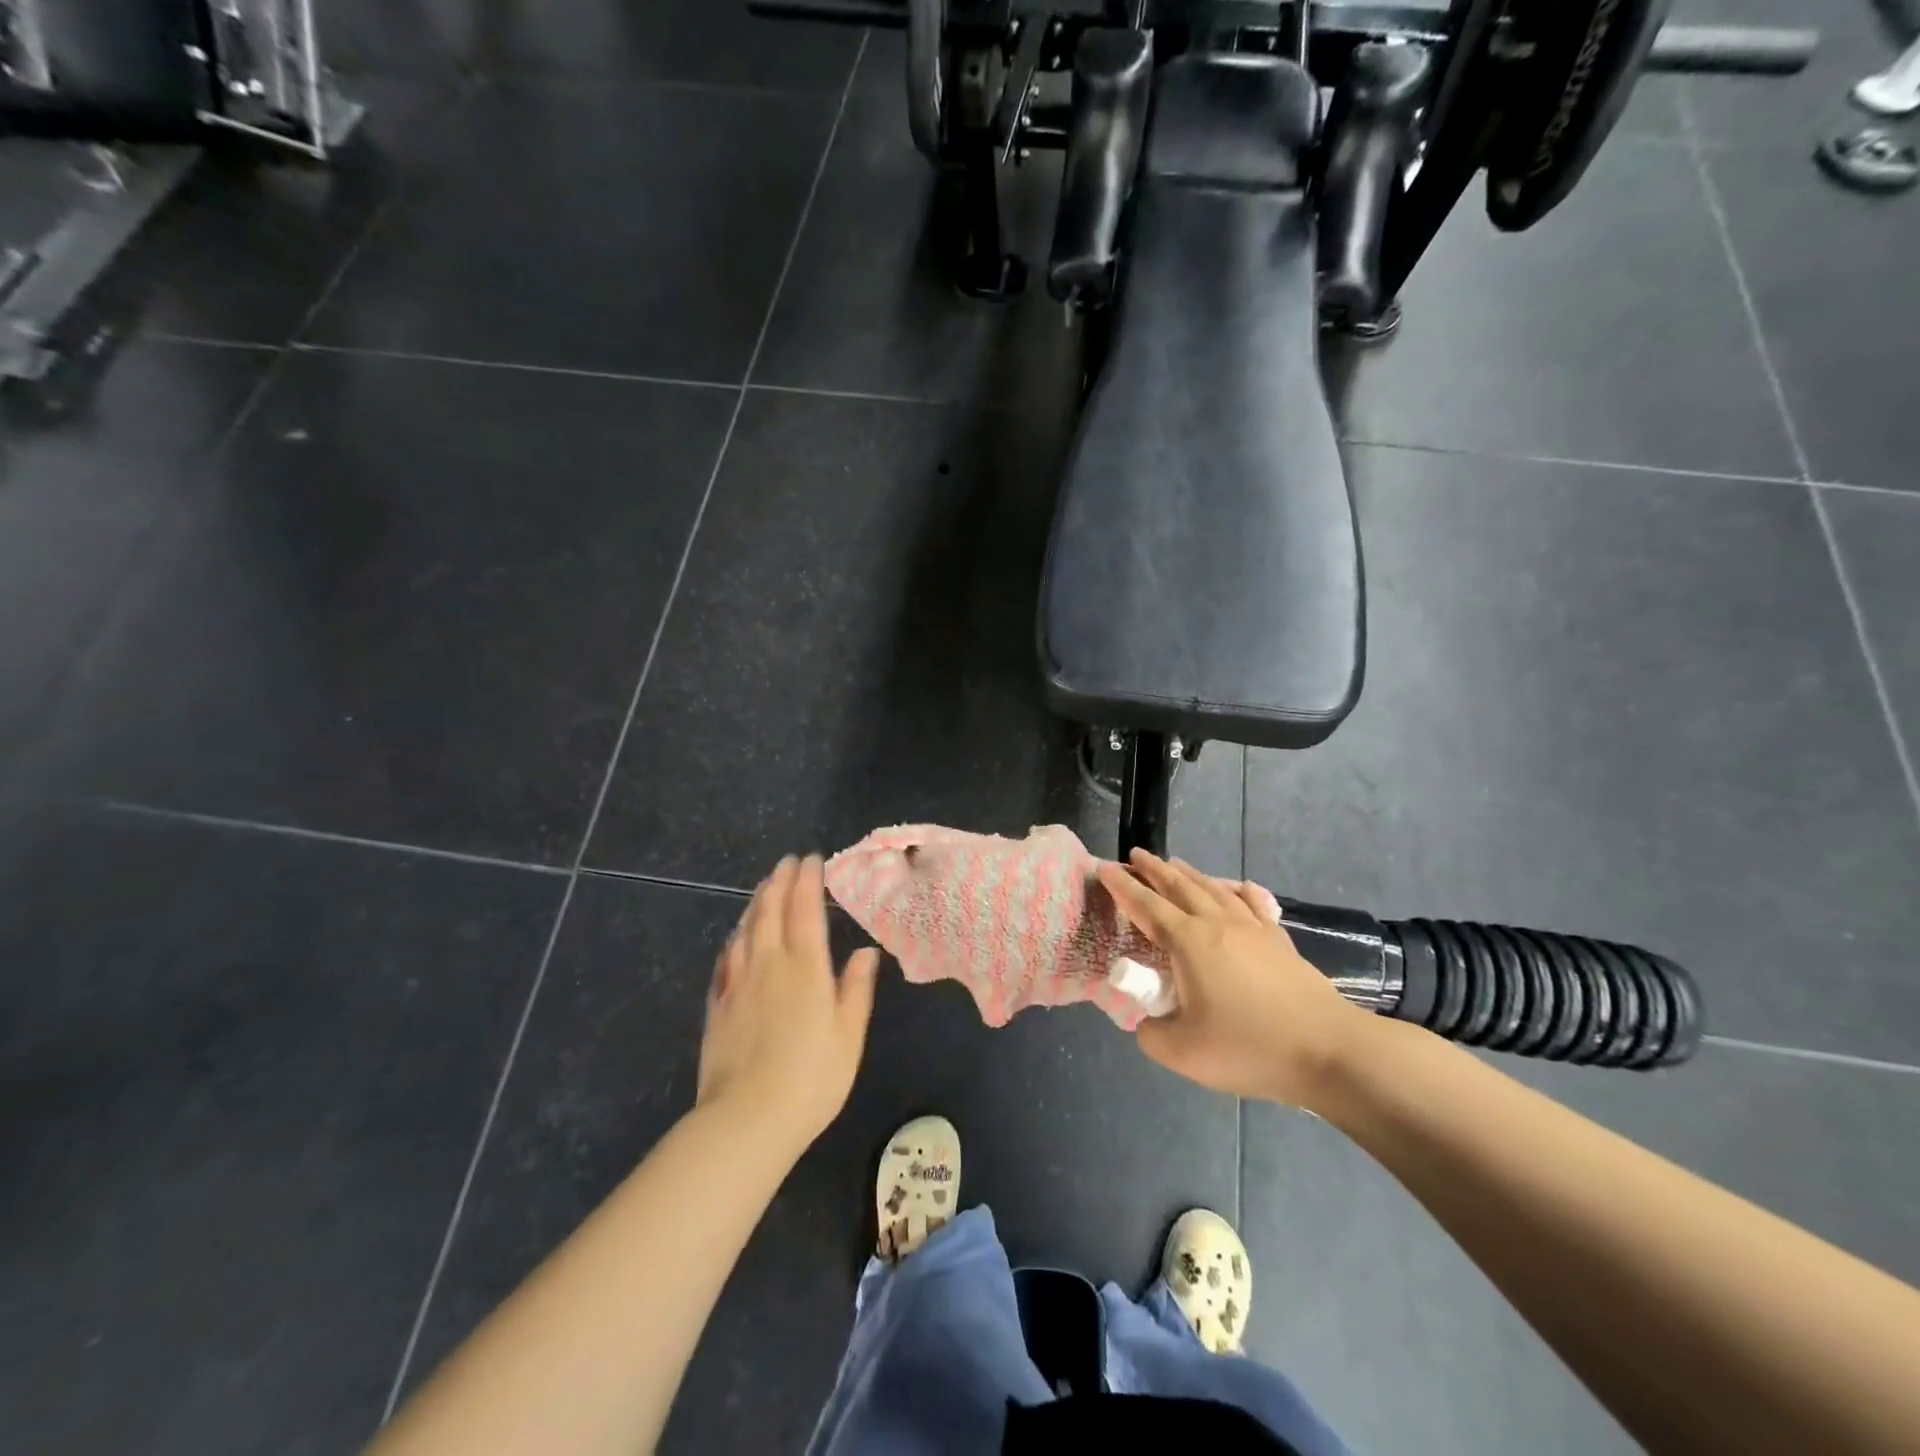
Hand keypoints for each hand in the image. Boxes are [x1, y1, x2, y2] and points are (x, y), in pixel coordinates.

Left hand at [698, 856, 879, 1150]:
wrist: (746, 1120)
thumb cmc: (811, 1078)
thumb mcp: (849, 1035)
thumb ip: (856, 988)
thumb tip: (865, 950)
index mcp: (805, 968)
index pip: (805, 910)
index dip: (807, 881)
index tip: (811, 859)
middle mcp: (769, 964)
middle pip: (770, 911)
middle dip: (779, 882)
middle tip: (786, 863)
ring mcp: (738, 984)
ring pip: (745, 930)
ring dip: (755, 903)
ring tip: (763, 887)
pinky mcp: (718, 1005)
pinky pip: (726, 959)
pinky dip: (734, 938)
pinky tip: (736, 938)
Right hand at [1097, 850, 1374, 1106]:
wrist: (1328, 1050)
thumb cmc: (1248, 1047)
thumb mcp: (1182, 1052)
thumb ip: (1151, 1032)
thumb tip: (1148, 1021)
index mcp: (1188, 942)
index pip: (1146, 905)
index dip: (1122, 886)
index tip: (1103, 868)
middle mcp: (1217, 924)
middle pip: (1179, 886)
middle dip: (1154, 869)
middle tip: (1136, 855)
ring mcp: (1252, 929)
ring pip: (1214, 889)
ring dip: (1189, 874)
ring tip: (1175, 864)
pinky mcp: (1279, 941)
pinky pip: (1252, 904)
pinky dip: (1238, 891)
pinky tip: (1238, 887)